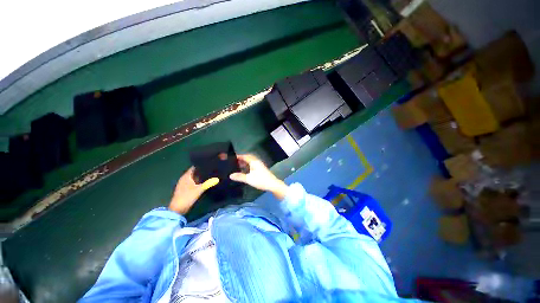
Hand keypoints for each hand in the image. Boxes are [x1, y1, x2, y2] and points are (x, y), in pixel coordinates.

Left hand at [169, 167, 218, 214]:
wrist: (177, 210)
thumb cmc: (186, 197)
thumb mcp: (198, 190)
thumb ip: (208, 184)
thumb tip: (217, 179)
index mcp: (186, 176)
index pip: (194, 167)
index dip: (201, 165)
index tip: (209, 163)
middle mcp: (184, 178)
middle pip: (194, 172)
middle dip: (202, 170)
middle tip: (212, 168)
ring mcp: (184, 184)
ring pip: (194, 177)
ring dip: (200, 176)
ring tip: (210, 173)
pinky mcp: (186, 189)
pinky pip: (193, 182)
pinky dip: (198, 181)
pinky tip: (205, 181)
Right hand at [230, 154, 288, 199]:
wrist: (272, 184)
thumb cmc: (261, 180)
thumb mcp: (249, 179)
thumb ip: (240, 177)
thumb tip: (230, 175)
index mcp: (254, 162)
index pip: (245, 156)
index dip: (239, 156)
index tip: (232, 157)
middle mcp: (257, 162)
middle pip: (248, 158)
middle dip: (242, 159)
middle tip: (234, 161)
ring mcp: (260, 165)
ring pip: (251, 161)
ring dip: (245, 162)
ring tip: (238, 165)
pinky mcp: (261, 169)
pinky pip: (253, 164)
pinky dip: (248, 165)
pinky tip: (245, 170)